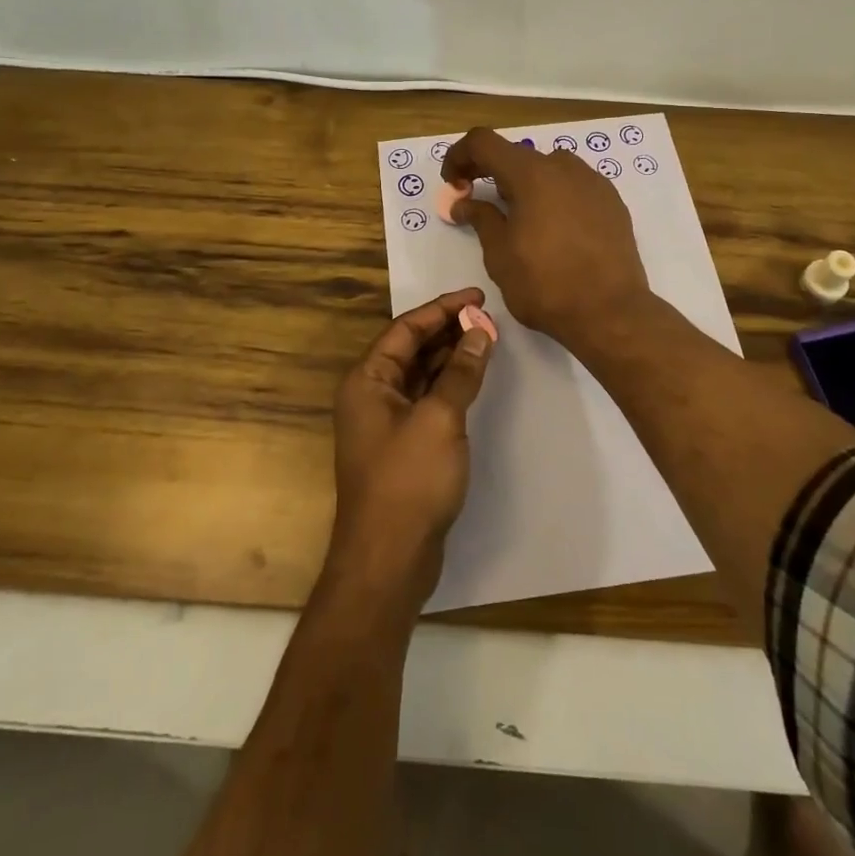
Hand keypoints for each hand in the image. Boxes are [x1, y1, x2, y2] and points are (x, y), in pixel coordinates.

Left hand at [323, 288, 495, 608]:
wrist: (388, 558)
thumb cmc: (409, 480)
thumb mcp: (440, 418)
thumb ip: (461, 372)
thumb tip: (480, 332)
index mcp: (367, 379)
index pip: (406, 328)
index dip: (442, 308)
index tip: (477, 297)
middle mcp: (371, 394)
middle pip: (411, 348)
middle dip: (448, 330)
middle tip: (487, 317)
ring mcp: (385, 421)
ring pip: (420, 374)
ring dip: (450, 356)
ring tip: (486, 338)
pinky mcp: (402, 445)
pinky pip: (426, 399)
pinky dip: (449, 384)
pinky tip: (473, 377)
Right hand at [441, 128, 653, 349]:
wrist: (611, 312)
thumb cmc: (545, 284)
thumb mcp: (499, 254)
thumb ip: (481, 219)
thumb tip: (463, 203)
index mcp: (531, 174)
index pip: (483, 142)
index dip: (459, 156)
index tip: (453, 184)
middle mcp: (564, 167)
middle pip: (518, 155)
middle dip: (492, 174)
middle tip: (481, 206)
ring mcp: (593, 182)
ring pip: (549, 170)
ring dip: (526, 185)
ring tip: (521, 220)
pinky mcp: (612, 202)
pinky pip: (574, 187)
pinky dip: (555, 197)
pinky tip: (555, 230)